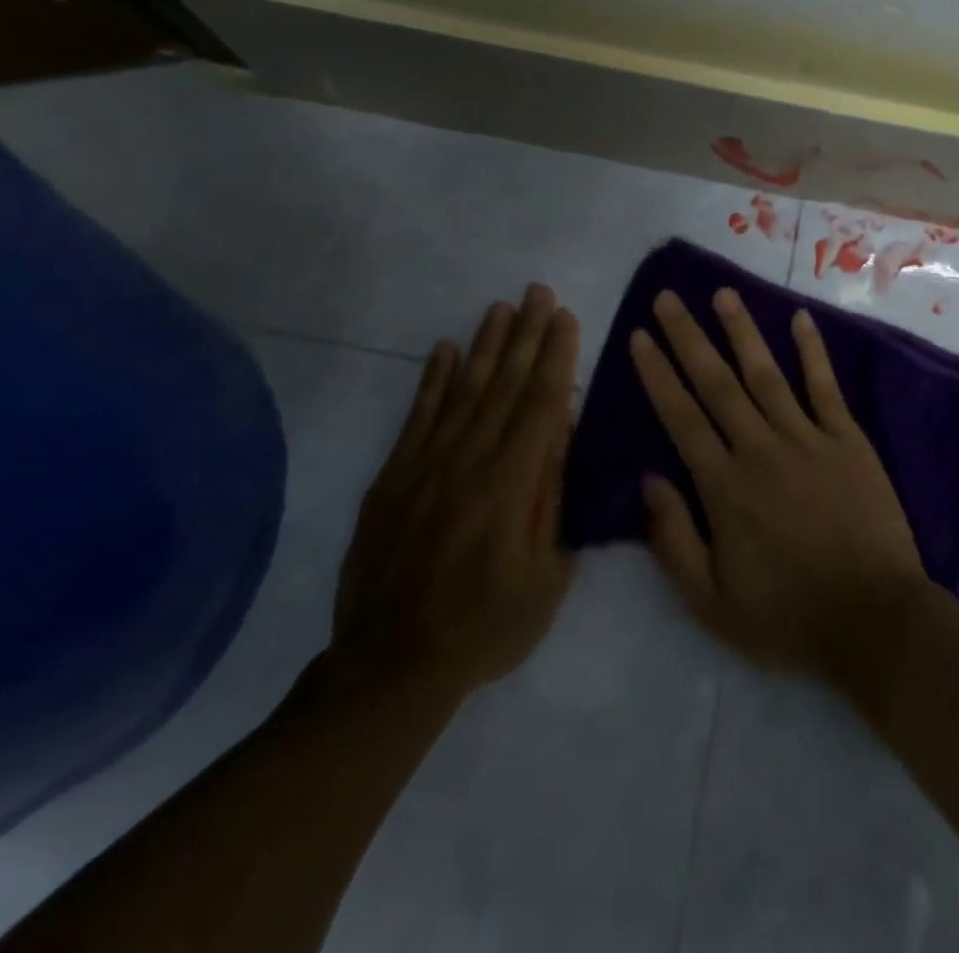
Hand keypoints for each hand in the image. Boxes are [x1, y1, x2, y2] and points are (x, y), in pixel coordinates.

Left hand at [330, 284, 579, 701]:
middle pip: (503, 384)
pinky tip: (444, 349)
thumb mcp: (546, 574)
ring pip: (462, 390)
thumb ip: (553, 497)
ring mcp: (425, 466)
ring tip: (500, 307)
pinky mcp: (393, 477)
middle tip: (538, 292)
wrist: (392, 666)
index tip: (566, 317)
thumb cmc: (487, 625)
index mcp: (511, 484)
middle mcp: (469, 461)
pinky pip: (417, 417)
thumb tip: (562, 431)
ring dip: (484, 345)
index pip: (541, 403)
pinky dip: (431, 380)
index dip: (555, 356)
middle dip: (525, 334)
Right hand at [629, 288, 932, 681]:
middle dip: (688, 337)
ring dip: (742, 331)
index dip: (657, 374)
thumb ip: (674, 539)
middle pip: (716, 383)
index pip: (681, 416)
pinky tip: (800, 318)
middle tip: (668, 297)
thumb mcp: (711, 602)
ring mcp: (808, 438)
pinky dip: (813, 351)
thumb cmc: (788, 615)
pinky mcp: (848, 440)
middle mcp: (760, 448)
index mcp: (724, 486)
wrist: (874, 620)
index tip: (640, 337)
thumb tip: (649, 479)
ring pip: (766, 373)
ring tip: (722, 293)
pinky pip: (826, 386)